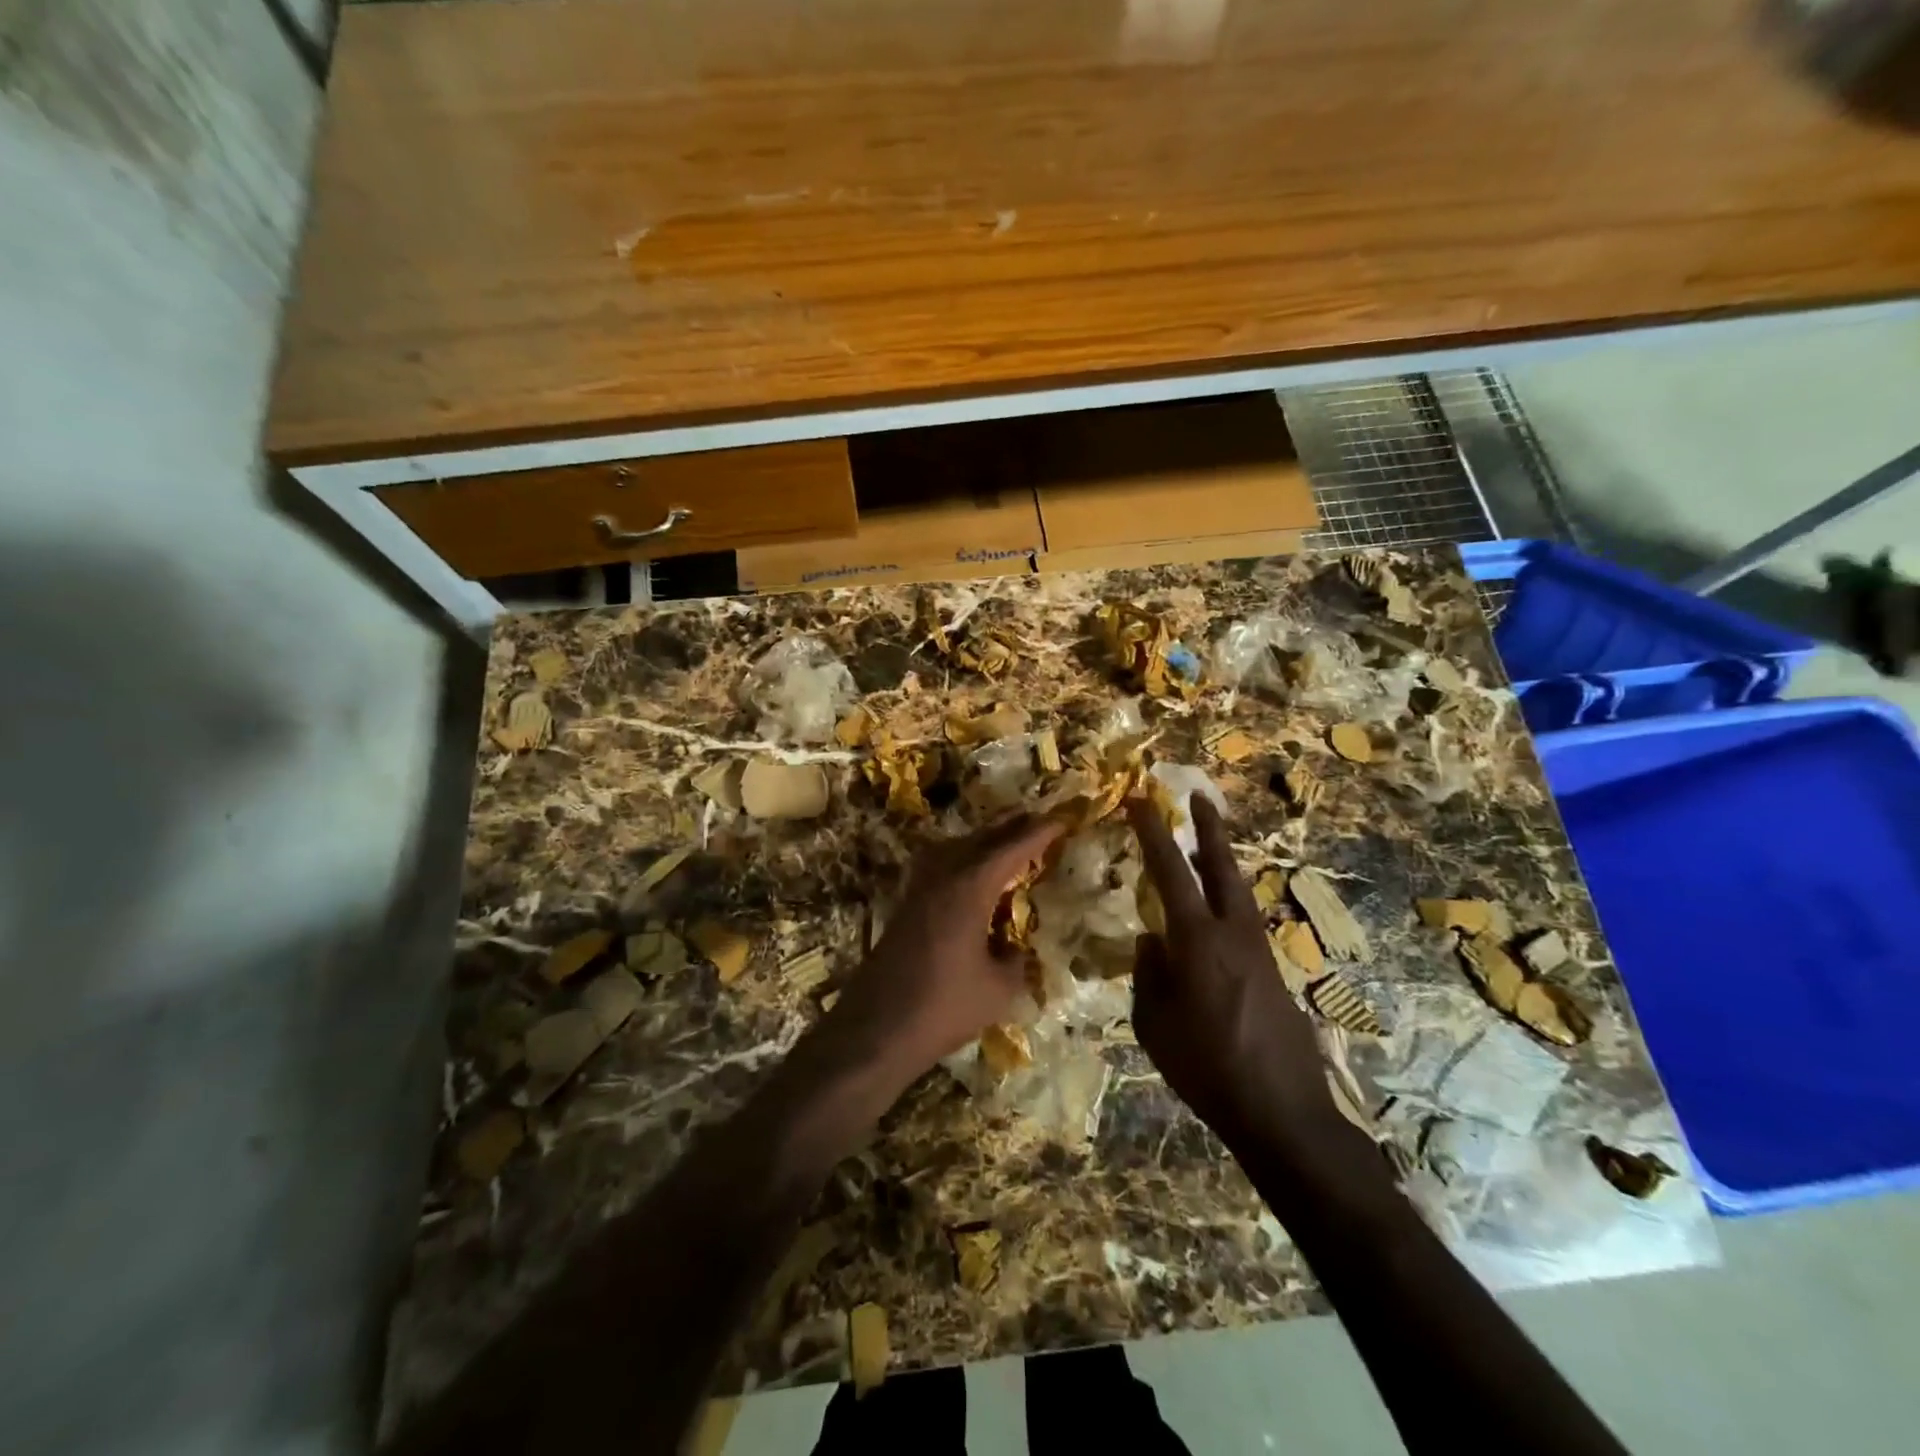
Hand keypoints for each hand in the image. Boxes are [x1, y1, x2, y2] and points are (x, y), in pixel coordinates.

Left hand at [826, 814, 1063, 1092]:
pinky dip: (962, 858)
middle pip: (981, 839)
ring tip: (1008, 840)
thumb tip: (1015, 949)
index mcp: (970, 886)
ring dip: (984, 840)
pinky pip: (940, 864)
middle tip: (1038, 819)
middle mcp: (943, 875)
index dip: (1038, 833)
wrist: (877, 1026)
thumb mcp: (999, 990)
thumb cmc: (944, 1006)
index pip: (1012, 849)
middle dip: (1011, 827)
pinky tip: (969, 872)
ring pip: (956, 847)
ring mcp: (919, 887)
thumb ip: (1015, 962)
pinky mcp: (906, 904)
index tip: (1061, 819)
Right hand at [1126, 795, 1341, 1151]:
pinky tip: (1214, 917)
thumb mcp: (1155, 1024)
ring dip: (1221, 862)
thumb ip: (1148, 975)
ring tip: (1205, 847)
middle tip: (1199, 797)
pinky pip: (1243, 920)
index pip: (1171, 870)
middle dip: (1209, 829)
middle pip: (1222, 866)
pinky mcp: (1273, 971)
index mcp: (1198, 940)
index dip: (1154, 831)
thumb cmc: (1207, 1068)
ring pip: (1238, 891)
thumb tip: (1151, 941)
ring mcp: (1259, 950)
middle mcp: (1234, 933)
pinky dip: (1227, 901)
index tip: (1141, 800)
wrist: (1284, 1112)